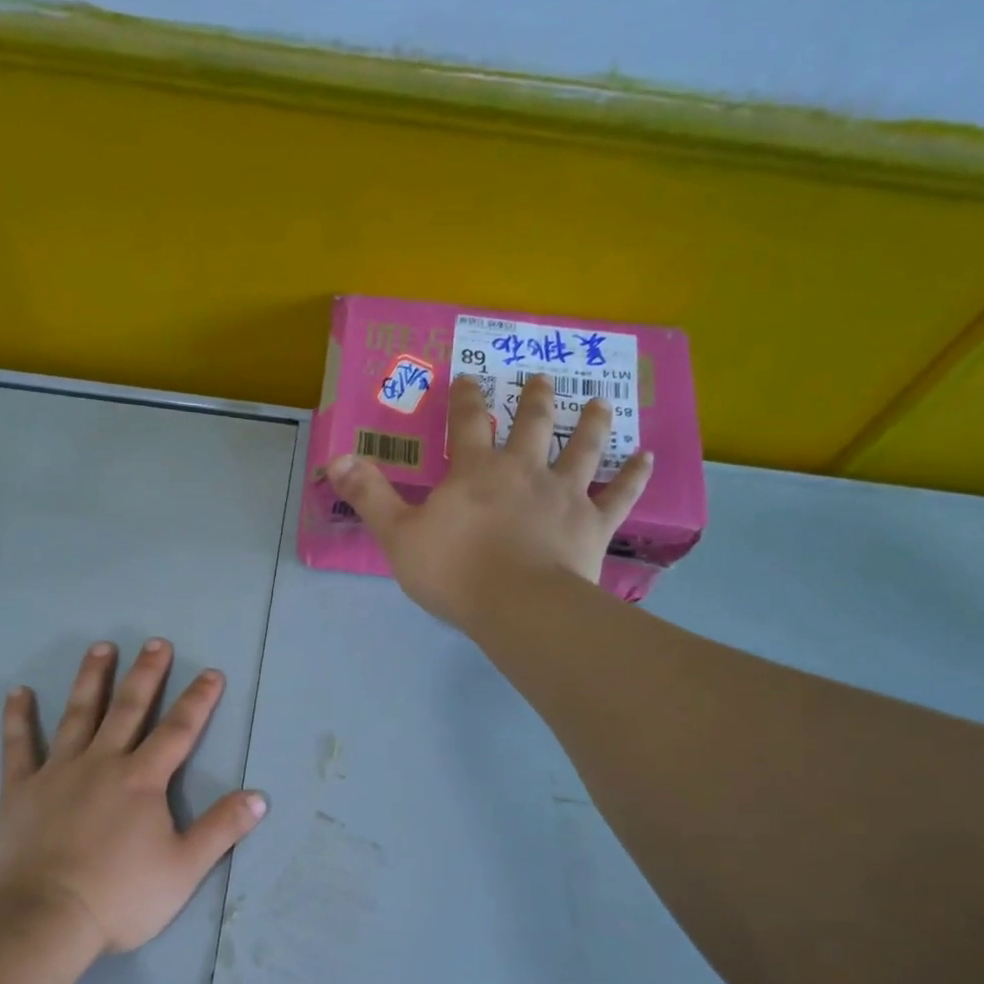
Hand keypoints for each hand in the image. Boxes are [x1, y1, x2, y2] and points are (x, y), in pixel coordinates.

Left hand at [0, 639, 267, 955]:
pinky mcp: (20, 790)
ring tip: (101, 648)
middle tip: (156, 643)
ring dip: (91, 679)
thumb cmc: (120, 897)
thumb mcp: (185, 868)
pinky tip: (18, 692)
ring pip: (78, 715)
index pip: (179, 730)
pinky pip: (18, 746)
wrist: (43, 919)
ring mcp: (58, 772)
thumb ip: (222, 828)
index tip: (211, 672)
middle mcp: (103, 763)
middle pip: (129, 709)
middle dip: (147, 674)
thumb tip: (259, 796)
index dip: (198, 700)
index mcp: (143, 780)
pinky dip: (18, 718)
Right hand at [325, 373, 653, 627]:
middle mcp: (525, 470)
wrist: (519, 606)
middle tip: (543, 378)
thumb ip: (369, 496)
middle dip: (536, 398)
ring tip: (599, 402)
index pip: (469, 421)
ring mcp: (565, 494)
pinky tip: (648, 457)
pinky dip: (635, 475)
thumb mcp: (398, 535)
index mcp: (476, 471)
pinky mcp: (594, 523)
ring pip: (583, 448)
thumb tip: (335, 457)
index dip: (468, 397)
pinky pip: (620, 494)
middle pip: (534, 423)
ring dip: (592, 423)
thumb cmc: (455, 572)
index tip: (471, 377)